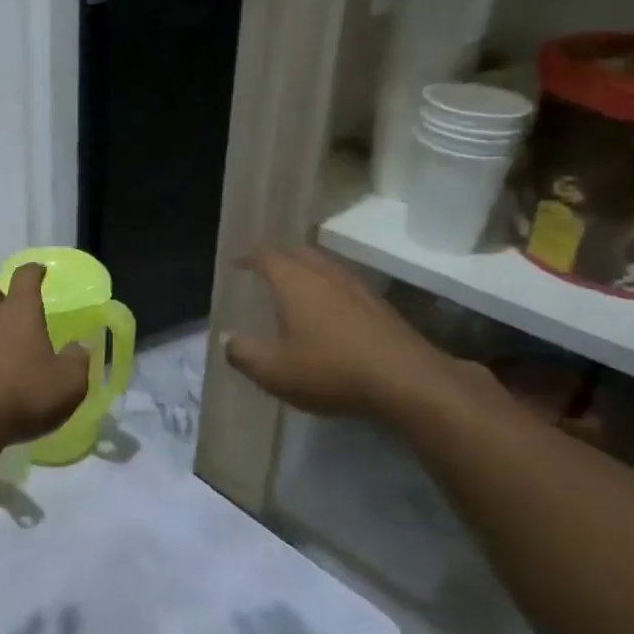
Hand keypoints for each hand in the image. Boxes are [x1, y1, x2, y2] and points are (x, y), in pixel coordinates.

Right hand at [225, 246, 491, 428]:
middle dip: (279, 258)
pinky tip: (330, 313)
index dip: (249, 257)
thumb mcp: (274, 371)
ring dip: (307, 272)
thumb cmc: (330, 370)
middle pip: (299, 253)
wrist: (406, 381)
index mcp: (295, 281)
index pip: (267, 256)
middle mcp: (325, 274)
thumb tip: (226, 338)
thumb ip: (243, 353)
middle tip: (265, 270)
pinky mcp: (380, 306)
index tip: (237, 262)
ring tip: (295, 288)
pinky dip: (329, 290)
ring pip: (326, 267)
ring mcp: (357, 287)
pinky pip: (344, 286)